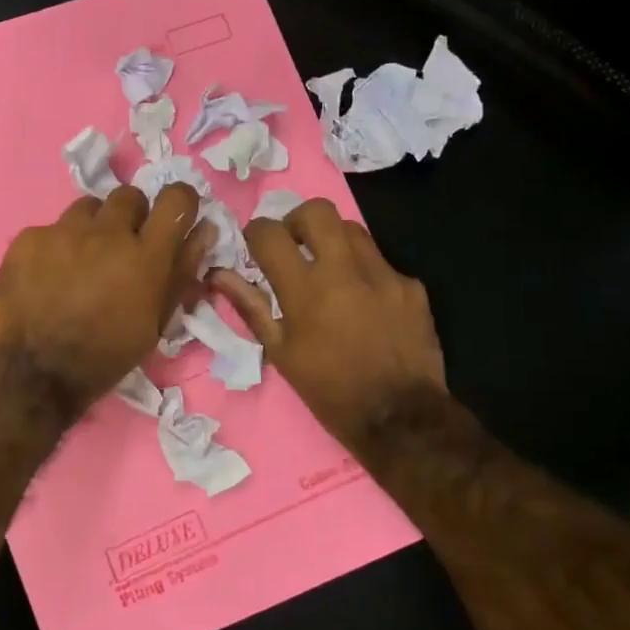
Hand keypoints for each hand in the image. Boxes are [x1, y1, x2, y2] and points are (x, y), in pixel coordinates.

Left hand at [0, 183, 211, 415]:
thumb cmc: (105, 357)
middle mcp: (107, 233)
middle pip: (129, 196)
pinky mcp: (29, 237)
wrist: (31, 374)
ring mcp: (64, 231)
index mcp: (146, 256)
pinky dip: (56, 247)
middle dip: (131, 216)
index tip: (172, 218)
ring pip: (89, 208)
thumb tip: (204, 231)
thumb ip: (181, 272)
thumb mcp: (155, 324)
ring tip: (82, 261)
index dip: (179, 203)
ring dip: (93, 228)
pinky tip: (48, 276)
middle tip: (121, 248)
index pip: (176, 199)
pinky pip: (51, 228)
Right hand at [211, 199, 445, 450]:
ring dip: (333, 241)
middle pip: (317, 210)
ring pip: (352, 228)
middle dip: (297, 220)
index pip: (269, 233)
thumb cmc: (329, 390)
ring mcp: (383, 274)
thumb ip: (250, 306)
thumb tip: (219, 275)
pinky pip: (380, 262)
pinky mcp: (411, 285)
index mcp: (305, 290)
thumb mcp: (280, 352)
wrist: (400, 418)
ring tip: (329, 270)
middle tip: (294, 245)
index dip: (256, 233)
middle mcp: (344, 270)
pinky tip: (365, 303)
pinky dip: (365, 273)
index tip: (257, 247)